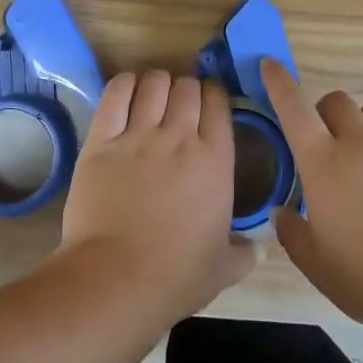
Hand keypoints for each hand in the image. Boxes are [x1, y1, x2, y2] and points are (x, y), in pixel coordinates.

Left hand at [59, 71, 255, 324]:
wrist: (117, 280)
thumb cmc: (176, 277)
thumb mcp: (223, 268)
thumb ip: (245, 254)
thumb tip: (261, 251)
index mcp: (215, 160)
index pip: (218, 103)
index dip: (214, 95)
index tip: (209, 101)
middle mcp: (179, 137)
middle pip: (187, 87)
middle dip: (186, 87)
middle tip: (180, 101)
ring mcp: (138, 136)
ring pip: (153, 83)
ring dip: (157, 82)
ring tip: (153, 92)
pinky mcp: (101, 140)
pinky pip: (115, 95)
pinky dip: (124, 84)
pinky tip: (127, 88)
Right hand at [263, 61, 362, 333]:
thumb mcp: (318, 267)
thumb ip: (293, 234)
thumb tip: (282, 213)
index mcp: (324, 164)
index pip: (293, 108)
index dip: (279, 83)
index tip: (271, 65)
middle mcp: (361, 144)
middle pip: (337, 101)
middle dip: (326, 113)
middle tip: (329, 144)